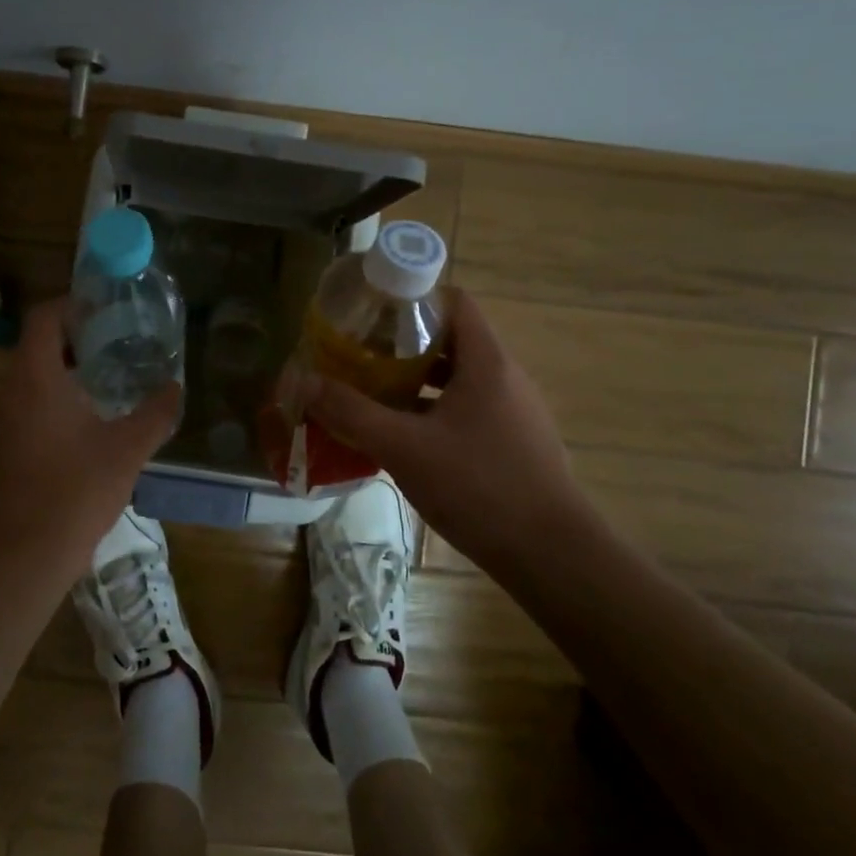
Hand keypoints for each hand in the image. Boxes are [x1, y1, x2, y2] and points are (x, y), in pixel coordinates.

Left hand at [0, 298, 181, 580]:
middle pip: (35, 347)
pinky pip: (22, 410)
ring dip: (61, 374)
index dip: (71, 305)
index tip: (103, 311)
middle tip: (113, 347)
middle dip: (73, 340)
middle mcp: (7, 393)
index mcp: (35, 379)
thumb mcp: (127, 449)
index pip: (42, 318)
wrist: (22, 557)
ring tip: (102, 386)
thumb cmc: (76, 492)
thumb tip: (176, 387)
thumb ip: (155, 413)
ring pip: (27, 381)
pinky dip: (48, 404)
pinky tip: (80, 431)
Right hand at [305, 288, 596, 572]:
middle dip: (402, 344)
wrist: (553, 556)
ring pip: (458, 379)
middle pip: (451, 340)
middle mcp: (506, 377)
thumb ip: (351, 412)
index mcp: (487, 362)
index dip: (412, 299)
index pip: (453, 302)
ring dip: (416, 381)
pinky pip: (468, 410)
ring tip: (373, 393)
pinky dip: (434, 412)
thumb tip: (302, 381)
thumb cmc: (479, 487)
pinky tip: (405, 438)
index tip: (370, 313)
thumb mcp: (404, 448)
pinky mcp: (515, 443)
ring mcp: (514, 412)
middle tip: (359, 355)